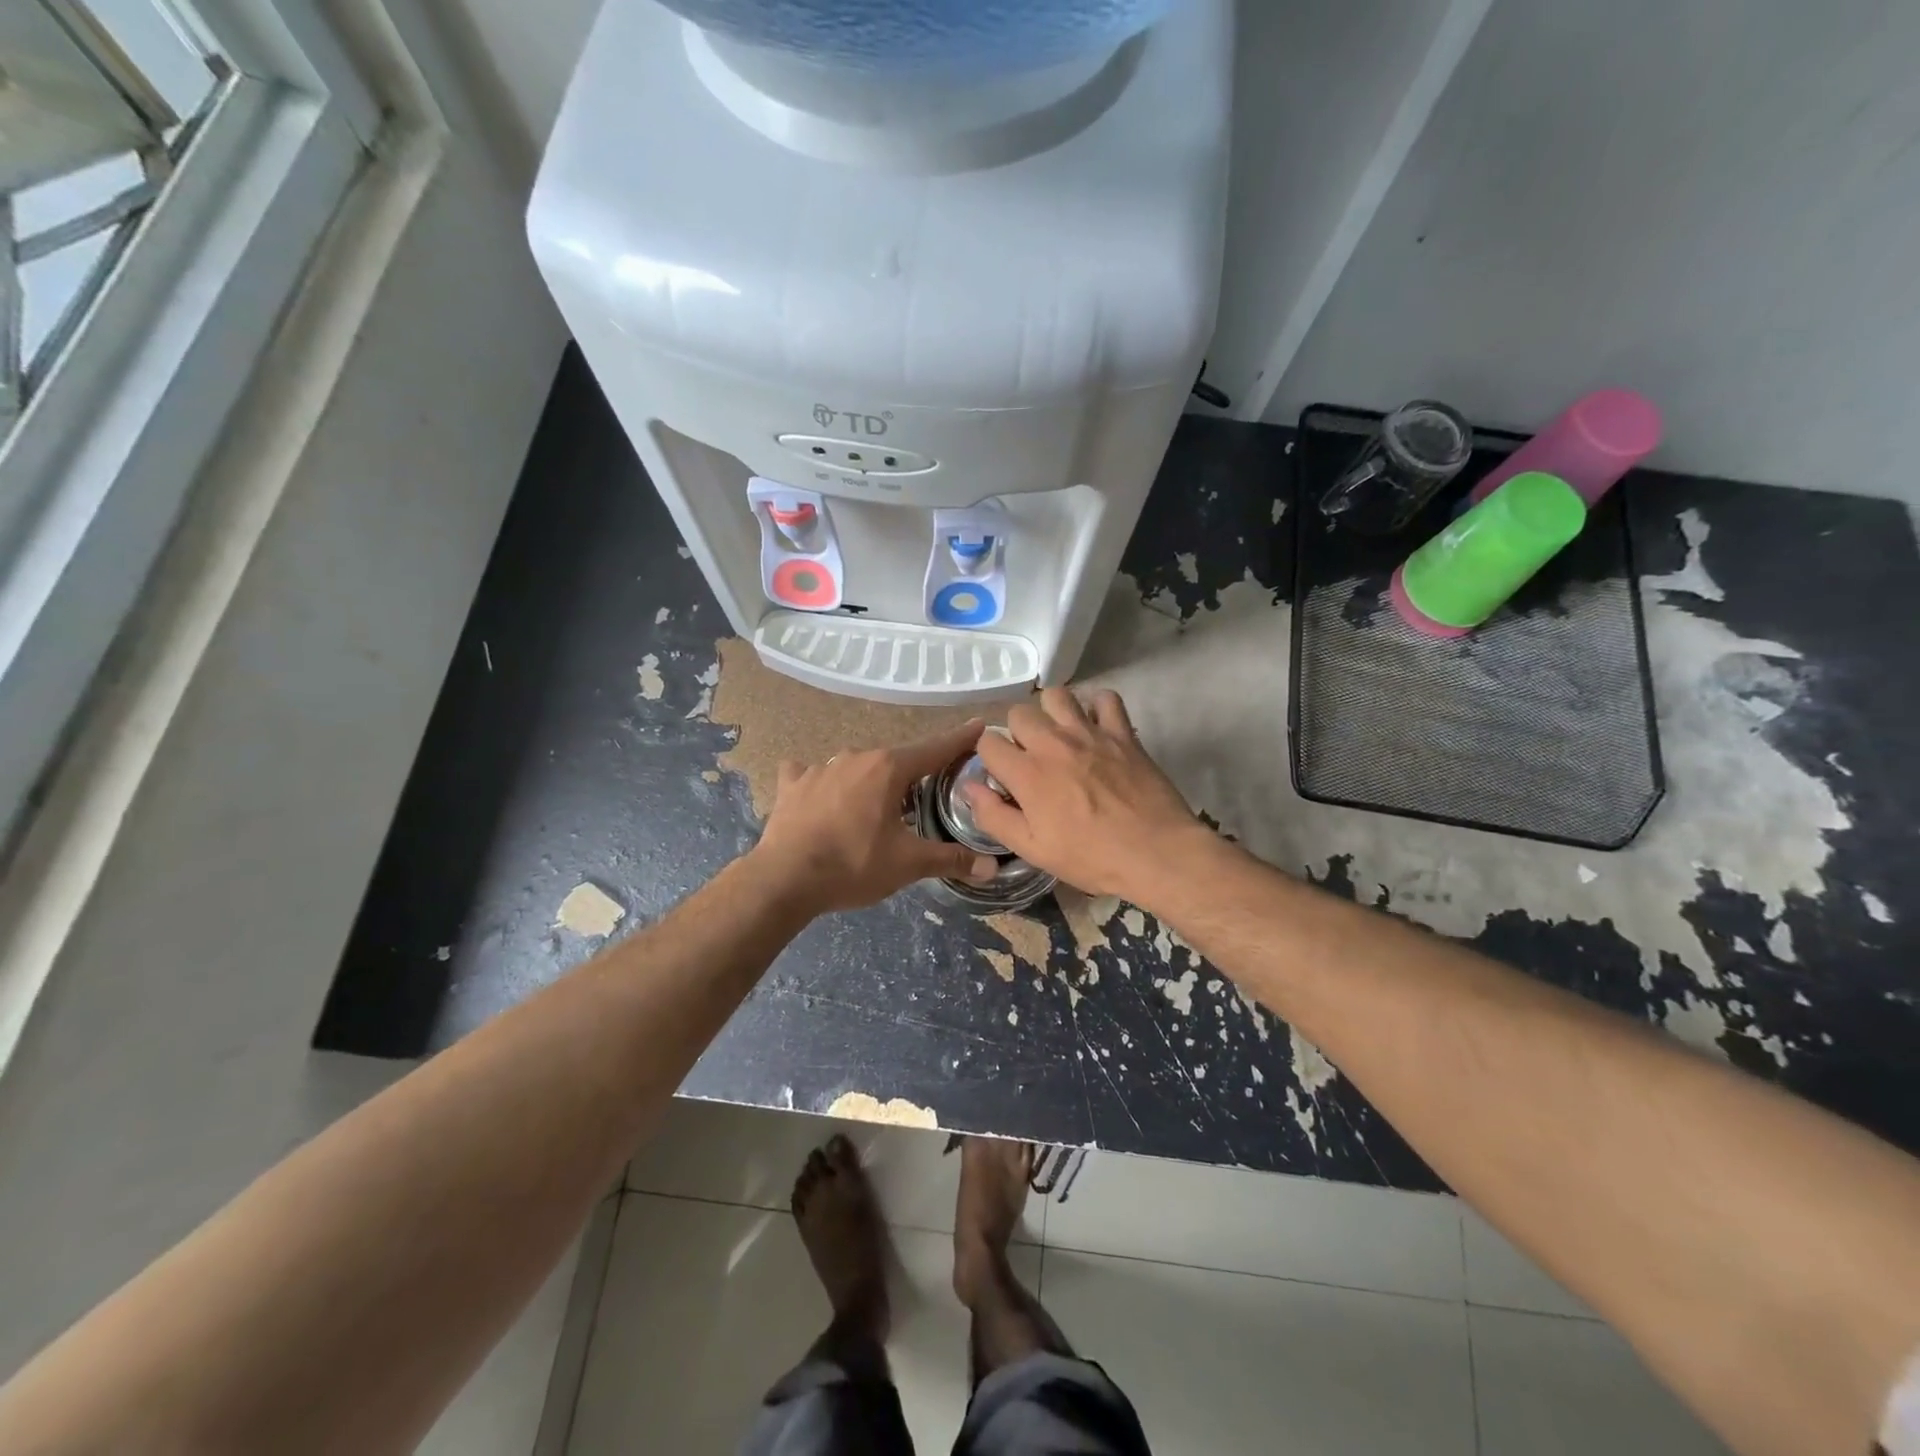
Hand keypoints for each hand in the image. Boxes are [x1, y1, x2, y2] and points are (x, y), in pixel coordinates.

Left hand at [753, 721, 999, 913]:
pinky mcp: (792, 784)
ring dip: (868, 781)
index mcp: (889, 769)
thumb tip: (991, 867)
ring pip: (856, 767)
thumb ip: (950, 859)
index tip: (979, 726)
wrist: (784, 878)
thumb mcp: (908, 864)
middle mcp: (856, 757)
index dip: (960, 739)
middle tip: (921, 798)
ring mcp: (820, 768)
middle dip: (910, 775)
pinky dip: (820, 781)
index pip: (935, 749)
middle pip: (895, 761)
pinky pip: (811, 773)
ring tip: (871, 808)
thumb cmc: (853, 864)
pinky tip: (818, 794)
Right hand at [965, 688, 1208, 903]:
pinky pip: (1105, 699)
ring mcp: (1090, 733)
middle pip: (1018, 713)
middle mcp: (1053, 743)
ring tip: (1059, 736)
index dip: (989, 758)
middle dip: (1017, 733)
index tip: (1002, 777)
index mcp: (1027, 773)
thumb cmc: (1092, 857)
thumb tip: (969, 788)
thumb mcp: (1033, 849)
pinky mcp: (1122, 732)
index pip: (987, 742)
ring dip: (1051, 712)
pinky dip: (1096, 707)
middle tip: (1031, 759)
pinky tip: (1096, 728)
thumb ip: (994, 816)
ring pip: (1056, 695)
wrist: (1157, 853)